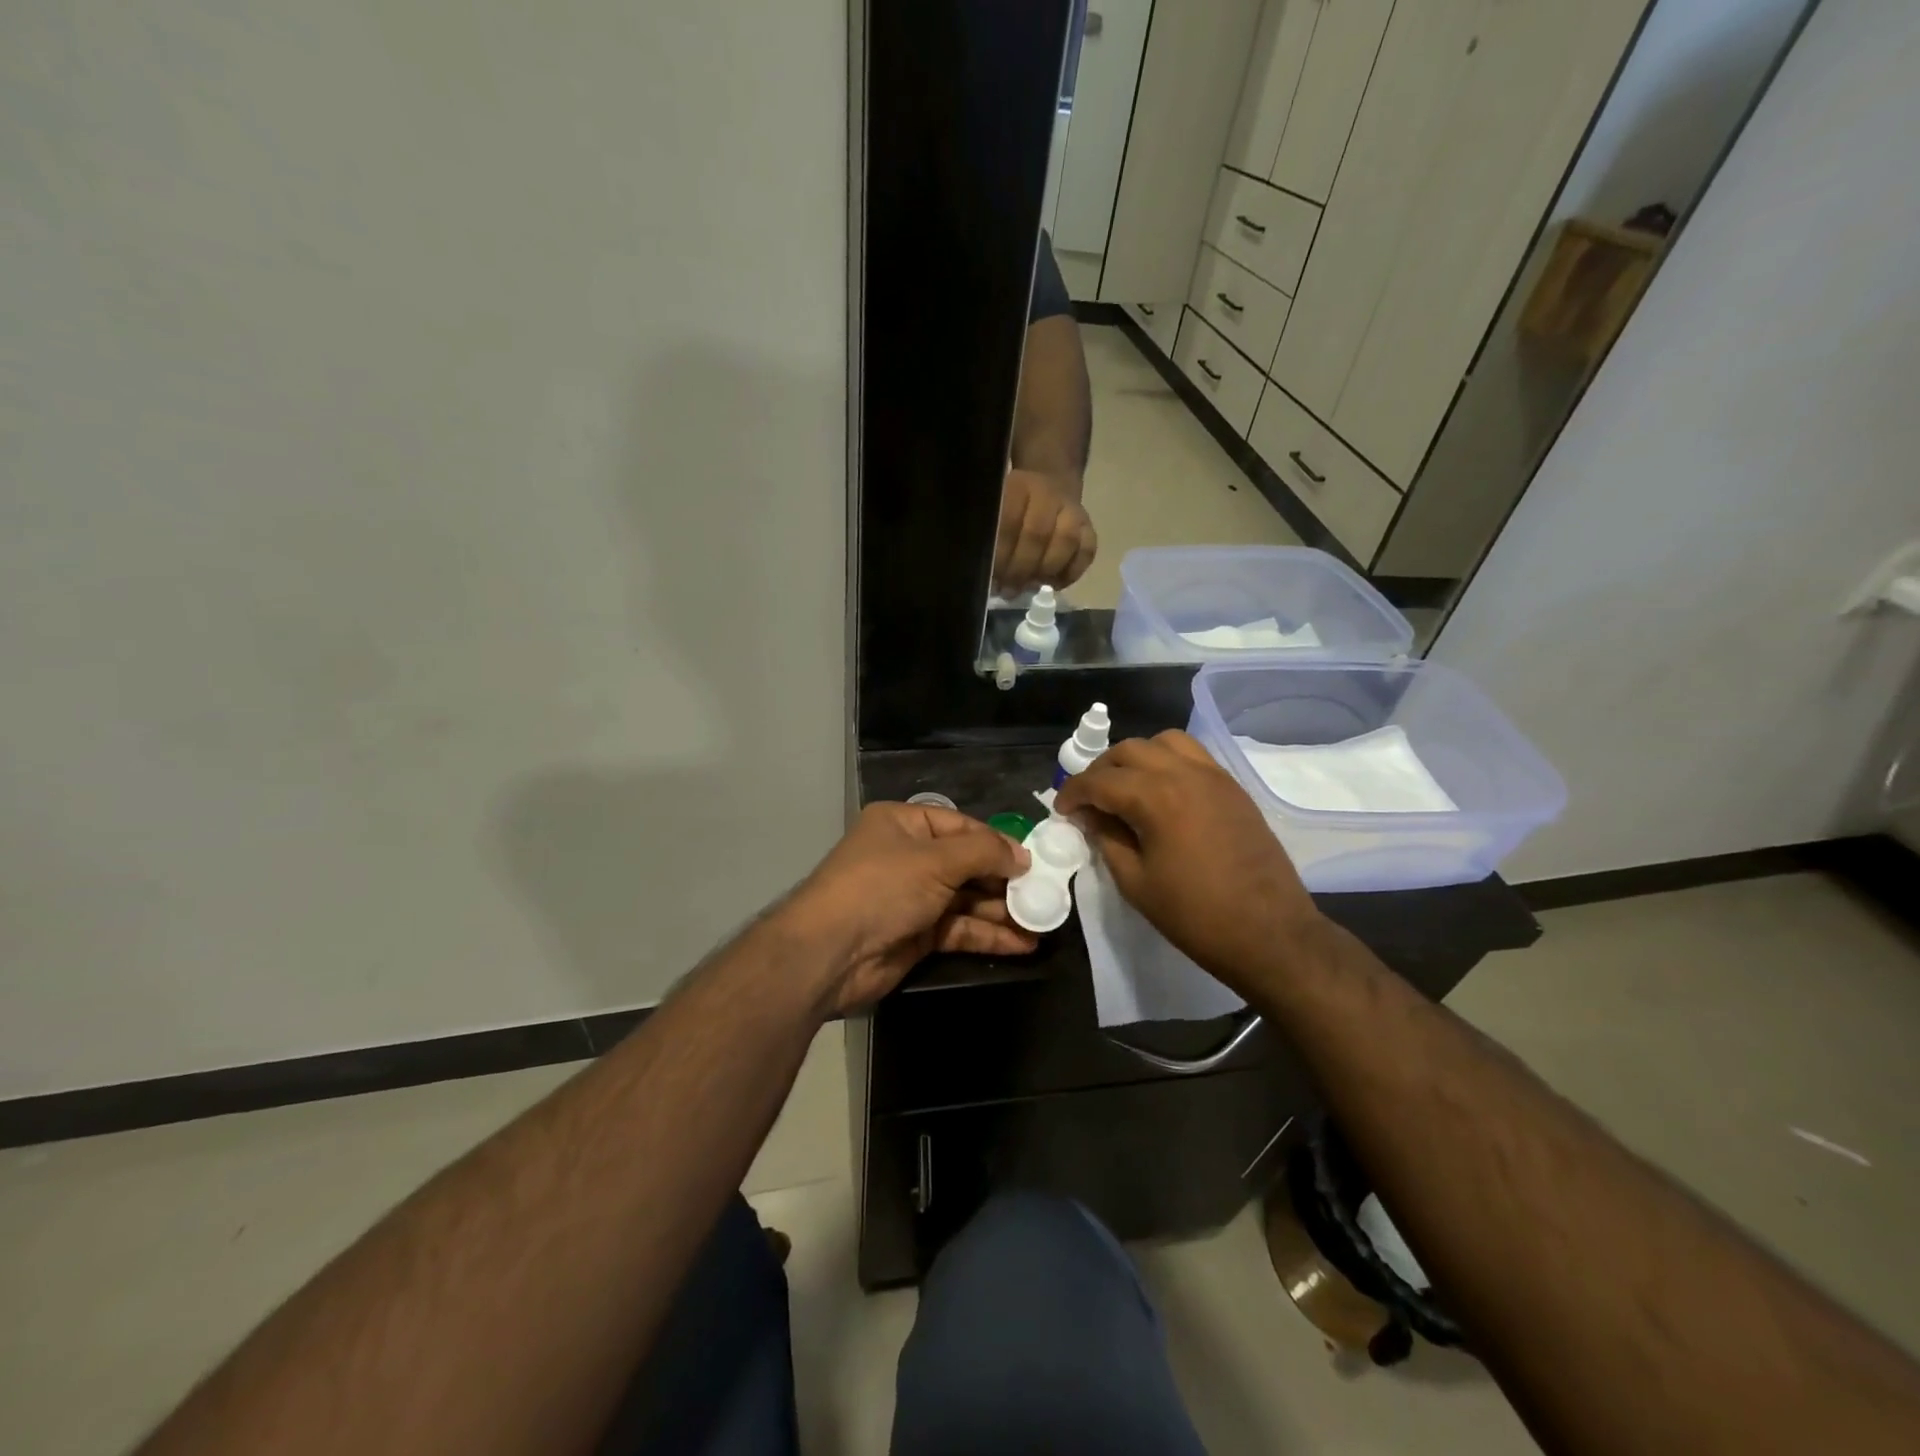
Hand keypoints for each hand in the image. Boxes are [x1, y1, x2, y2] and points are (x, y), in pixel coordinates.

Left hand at [783, 803, 1036, 1013]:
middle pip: (966, 864)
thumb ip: (984, 853)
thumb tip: (1023, 855)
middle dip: (1005, 880)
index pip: (961, 826)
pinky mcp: (915, 934)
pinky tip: (1023, 943)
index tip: (1034, 860)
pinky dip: (988, 935)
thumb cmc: (881, 888)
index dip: (997, 842)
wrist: (829, 954)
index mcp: (903, 824)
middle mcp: (908, 857)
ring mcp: (911, 898)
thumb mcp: (935, 861)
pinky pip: (959, 928)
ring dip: (1002, 911)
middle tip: (1046, 894)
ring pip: (966, 899)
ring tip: (1043, 921)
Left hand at [994, 469, 1095, 592]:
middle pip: (1037, 535)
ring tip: (1031, 586)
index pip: (1008, 523)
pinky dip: (1071, 573)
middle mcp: (1047, 494)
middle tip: (1010, 590)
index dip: (1001, 556)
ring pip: (1066, 541)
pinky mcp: (1088, 526)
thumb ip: (989, 540)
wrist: (1049, 484)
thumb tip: (988, 576)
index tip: (993, 579)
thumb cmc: (1011, 509)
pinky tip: (1054, 584)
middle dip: (1021, 569)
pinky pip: (1087, 551)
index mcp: (1018, 488)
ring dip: (1047, 570)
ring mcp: (1072, 509)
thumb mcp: (994, 514)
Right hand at [1054, 731, 1322, 994]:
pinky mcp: (1233, 788)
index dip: (1074, 792)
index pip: (1100, 780)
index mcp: (1157, 797)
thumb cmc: (1195, 915)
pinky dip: (1167, 761)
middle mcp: (1185, 773)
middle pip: (1130, 750)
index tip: (1062, 810)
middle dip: (1101, 770)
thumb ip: (1107, 839)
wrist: (1270, 933)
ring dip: (1136, 757)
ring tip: (1126, 787)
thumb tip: (1090, 816)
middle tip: (1089, 799)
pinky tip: (1161, 792)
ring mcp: (1215, 777)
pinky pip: (1193, 755)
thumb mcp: (1136, 882)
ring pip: (1165, 742)